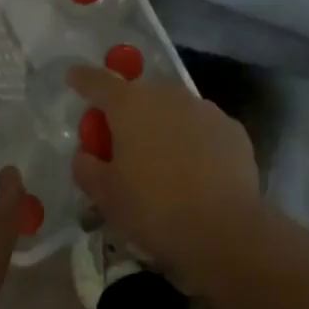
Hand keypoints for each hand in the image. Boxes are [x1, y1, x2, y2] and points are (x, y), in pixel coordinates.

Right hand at [67, 67, 260, 286]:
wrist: (224, 231)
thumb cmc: (154, 209)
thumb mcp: (105, 196)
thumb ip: (86, 167)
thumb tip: (87, 153)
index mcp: (130, 106)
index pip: (98, 81)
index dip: (83, 79)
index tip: (75, 77)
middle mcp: (169, 96)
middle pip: (140, 95)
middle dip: (127, 113)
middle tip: (121, 146)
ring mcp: (205, 109)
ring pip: (174, 110)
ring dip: (162, 126)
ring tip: (163, 163)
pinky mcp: (233, 129)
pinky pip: (202, 128)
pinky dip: (194, 141)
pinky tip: (196, 172)